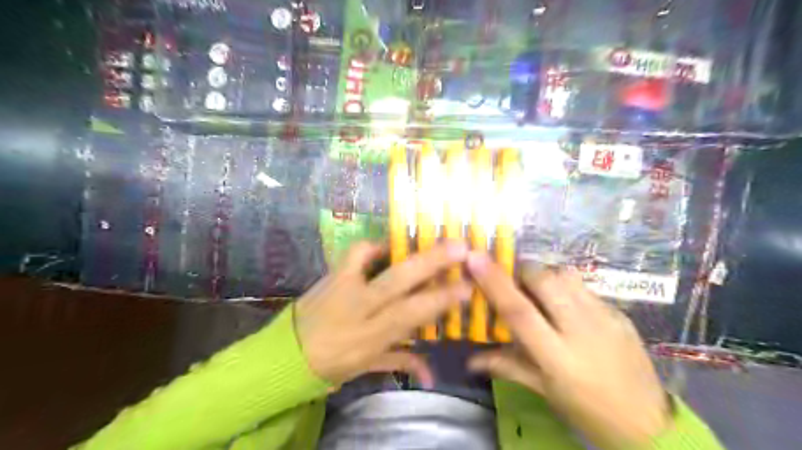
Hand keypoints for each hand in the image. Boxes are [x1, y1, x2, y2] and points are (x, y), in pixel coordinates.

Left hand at [294, 243, 470, 385]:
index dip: (441, 299)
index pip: (412, 313)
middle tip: (460, 247)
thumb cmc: (335, 363)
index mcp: (370, 336)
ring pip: (372, 260)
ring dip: (400, 247)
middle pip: (397, 281)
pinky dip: (373, 245)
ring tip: (424, 238)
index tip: (467, 287)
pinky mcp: (331, 273)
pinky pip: (354, 253)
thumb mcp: (370, 365)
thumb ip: (404, 363)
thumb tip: (433, 377)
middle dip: (431, 262)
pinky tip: (389, 245)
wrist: (287, 354)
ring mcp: (341, 286)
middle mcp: (358, 307)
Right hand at [468, 257, 670, 449]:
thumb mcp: (544, 390)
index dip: (495, 282)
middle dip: (522, 270)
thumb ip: (506, 366)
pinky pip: (585, 286)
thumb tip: (470, 360)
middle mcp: (581, 329)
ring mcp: (605, 317)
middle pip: (545, 280)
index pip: (519, 311)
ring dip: (545, 274)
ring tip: (538, 289)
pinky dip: (566, 286)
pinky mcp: (620, 312)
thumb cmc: (587, 410)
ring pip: (566, 275)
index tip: (476, 258)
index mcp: (557, 356)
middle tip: (512, 277)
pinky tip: (565, 304)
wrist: (649, 423)